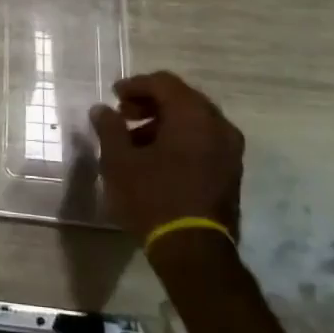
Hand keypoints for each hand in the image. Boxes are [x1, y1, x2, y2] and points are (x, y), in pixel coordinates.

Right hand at [88, 71, 244, 240]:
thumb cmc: (152, 197)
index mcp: (193, 115)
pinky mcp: (231, 171)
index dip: (136, 85)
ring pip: (195, 120)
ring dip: (165, 122)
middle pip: (182, 98)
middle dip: (151, 103)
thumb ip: (109, 127)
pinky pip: (204, 140)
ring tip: (136, 140)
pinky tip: (157, 157)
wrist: (193, 249)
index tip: (114, 96)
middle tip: (124, 115)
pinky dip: (181, 139)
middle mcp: (218, 125)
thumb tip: (102, 109)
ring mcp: (230, 150)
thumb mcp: (119, 160)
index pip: (164, 83)